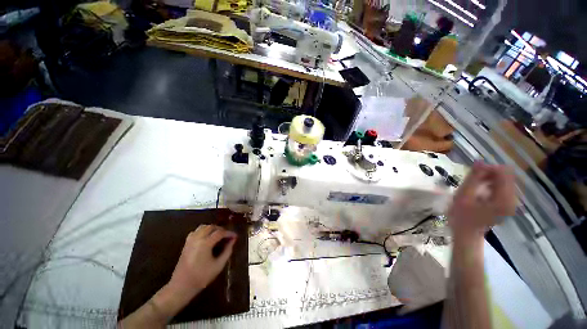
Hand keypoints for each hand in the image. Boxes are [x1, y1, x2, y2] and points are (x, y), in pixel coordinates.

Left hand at [167, 225, 236, 300]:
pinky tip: (207, 238)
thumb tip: (233, 241)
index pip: (220, 233)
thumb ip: (227, 251)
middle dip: (221, 229)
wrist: (181, 286)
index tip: (235, 236)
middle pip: (212, 227)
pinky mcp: (186, 244)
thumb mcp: (218, 265)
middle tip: (227, 236)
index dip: (229, 233)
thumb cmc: (201, 277)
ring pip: (203, 227)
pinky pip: (196, 231)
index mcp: (205, 243)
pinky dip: (204, 231)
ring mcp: (190, 240)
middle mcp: (197, 238)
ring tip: (218, 235)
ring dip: (212, 229)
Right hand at [448, 161, 515, 237]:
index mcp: (504, 199)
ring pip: (503, 181)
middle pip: (505, 176)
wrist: (467, 234)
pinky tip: (479, 191)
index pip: (504, 172)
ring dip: (488, 179)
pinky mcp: (507, 204)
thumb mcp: (463, 195)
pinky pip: (502, 187)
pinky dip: (490, 185)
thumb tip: (479, 161)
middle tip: (471, 180)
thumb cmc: (462, 216)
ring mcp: (511, 202)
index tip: (473, 172)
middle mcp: (512, 199)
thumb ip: (473, 178)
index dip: (488, 168)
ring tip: (473, 186)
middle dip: (488, 174)